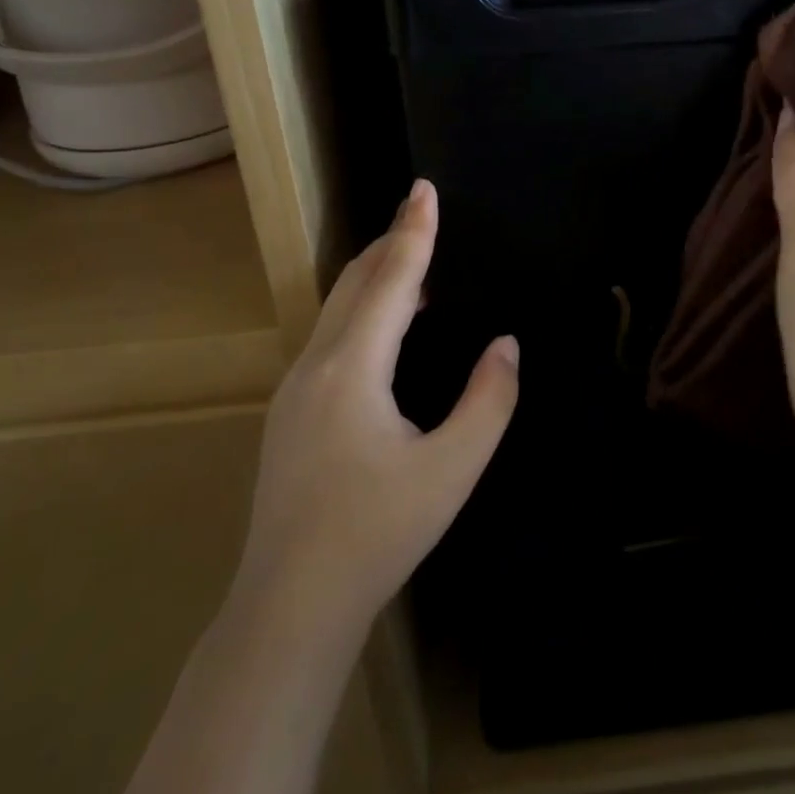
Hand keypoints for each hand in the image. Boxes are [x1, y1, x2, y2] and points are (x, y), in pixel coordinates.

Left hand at [234, 179, 518, 633]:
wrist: (290, 605)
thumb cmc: (377, 533)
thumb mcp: (452, 470)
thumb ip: (488, 401)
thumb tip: (505, 345)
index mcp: (352, 367)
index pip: (391, 279)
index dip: (413, 231)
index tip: (424, 188)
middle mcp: (316, 363)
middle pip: (356, 281)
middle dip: (391, 243)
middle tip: (424, 216)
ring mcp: (295, 387)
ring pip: (338, 308)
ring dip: (376, 278)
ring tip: (416, 267)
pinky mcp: (289, 411)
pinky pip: (331, 335)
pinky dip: (362, 310)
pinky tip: (386, 332)